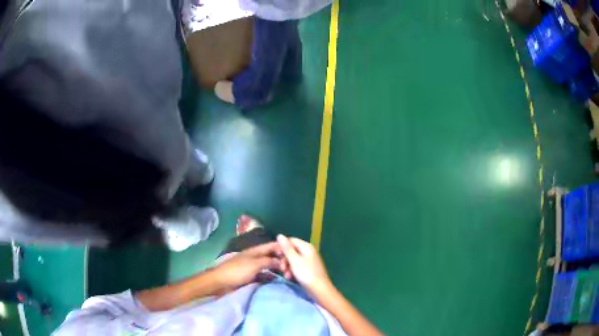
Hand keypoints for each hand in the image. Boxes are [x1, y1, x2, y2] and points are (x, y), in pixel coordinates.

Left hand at [212, 242, 288, 291]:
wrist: (221, 282)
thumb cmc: (237, 271)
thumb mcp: (254, 264)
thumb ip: (268, 261)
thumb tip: (281, 260)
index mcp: (256, 251)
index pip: (272, 246)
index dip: (283, 248)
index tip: (294, 254)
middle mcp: (256, 257)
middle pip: (272, 256)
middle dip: (282, 260)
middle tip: (291, 269)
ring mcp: (253, 267)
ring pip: (269, 266)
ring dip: (277, 269)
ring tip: (287, 275)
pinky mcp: (251, 277)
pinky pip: (264, 275)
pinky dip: (271, 277)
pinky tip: (277, 281)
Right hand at [277, 235, 332, 297]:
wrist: (319, 290)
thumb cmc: (306, 274)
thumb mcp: (294, 260)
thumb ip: (287, 248)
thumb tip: (279, 235)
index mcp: (306, 247)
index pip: (290, 241)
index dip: (282, 247)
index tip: (276, 256)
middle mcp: (308, 252)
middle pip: (291, 250)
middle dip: (284, 259)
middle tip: (281, 268)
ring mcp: (308, 261)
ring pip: (293, 260)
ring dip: (287, 267)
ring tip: (286, 275)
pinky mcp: (307, 269)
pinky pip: (297, 267)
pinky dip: (292, 271)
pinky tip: (289, 277)